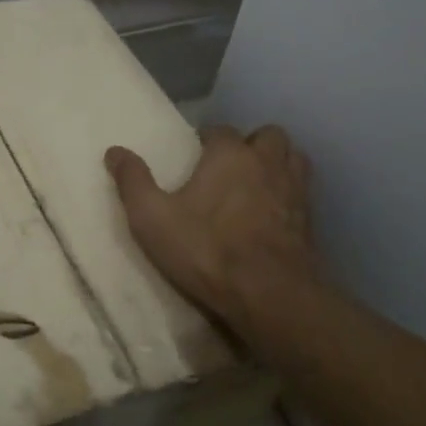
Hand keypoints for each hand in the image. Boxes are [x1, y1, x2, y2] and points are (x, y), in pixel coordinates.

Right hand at [105, 124, 318, 331]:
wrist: (268, 294)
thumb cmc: (205, 248)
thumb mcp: (152, 217)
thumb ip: (133, 181)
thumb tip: (114, 151)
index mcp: (230, 155)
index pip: (220, 130)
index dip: (207, 139)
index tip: (194, 153)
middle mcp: (267, 163)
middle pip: (268, 136)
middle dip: (251, 143)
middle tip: (230, 164)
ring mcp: (295, 192)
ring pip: (294, 159)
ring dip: (277, 163)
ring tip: (256, 182)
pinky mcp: (310, 222)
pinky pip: (303, 194)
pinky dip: (289, 195)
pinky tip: (273, 214)